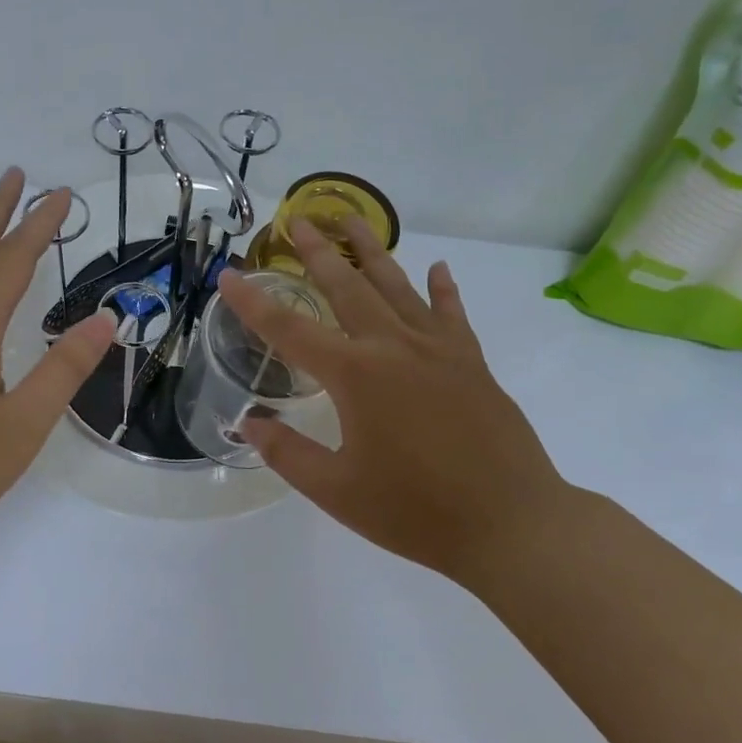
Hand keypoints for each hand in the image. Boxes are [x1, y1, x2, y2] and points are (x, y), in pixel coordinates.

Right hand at [216, 217, 571, 586]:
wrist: (512, 524)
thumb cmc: (415, 511)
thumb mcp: (337, 491)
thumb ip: (288, 453)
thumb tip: (249, 422)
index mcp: (355, 376)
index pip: (289, 330)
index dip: (253, 303)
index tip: (229, 276)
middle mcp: (393, 348)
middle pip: (347, 288)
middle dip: (318, 252)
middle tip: (299, 218)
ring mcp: (437, 350)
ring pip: (397, 287)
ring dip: (372, 251)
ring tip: (353, 220)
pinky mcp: (471, 363)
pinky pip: (451, 315)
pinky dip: (442, 289)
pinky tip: (438, 269)